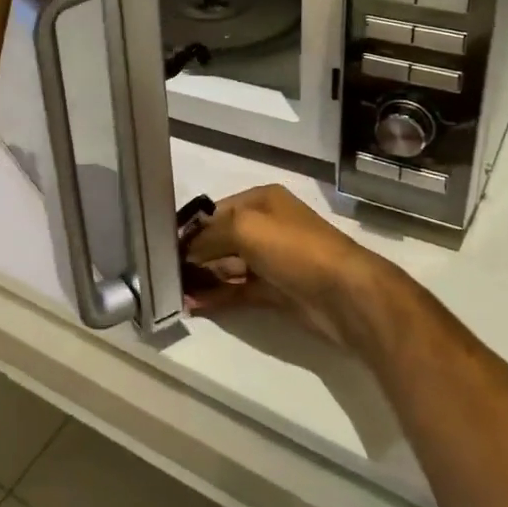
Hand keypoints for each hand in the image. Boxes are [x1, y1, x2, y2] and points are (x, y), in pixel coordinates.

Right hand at [182, 185, 406, 356]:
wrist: (345, 294)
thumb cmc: (294, 248)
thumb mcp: (244, 228)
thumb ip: (208, 236)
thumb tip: (184, 251)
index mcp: (262, 201)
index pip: (215, 212)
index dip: (190, 229)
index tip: (162, 247)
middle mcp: (266, 227)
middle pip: (219, 240)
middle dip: (193, 256)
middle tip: (165, 274)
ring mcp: (271, 261)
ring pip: (227, 267)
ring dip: (202, 279)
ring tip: (173, 293)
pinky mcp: (275, 291)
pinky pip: (238, 291)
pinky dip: (217, 297)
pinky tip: (193, 305)